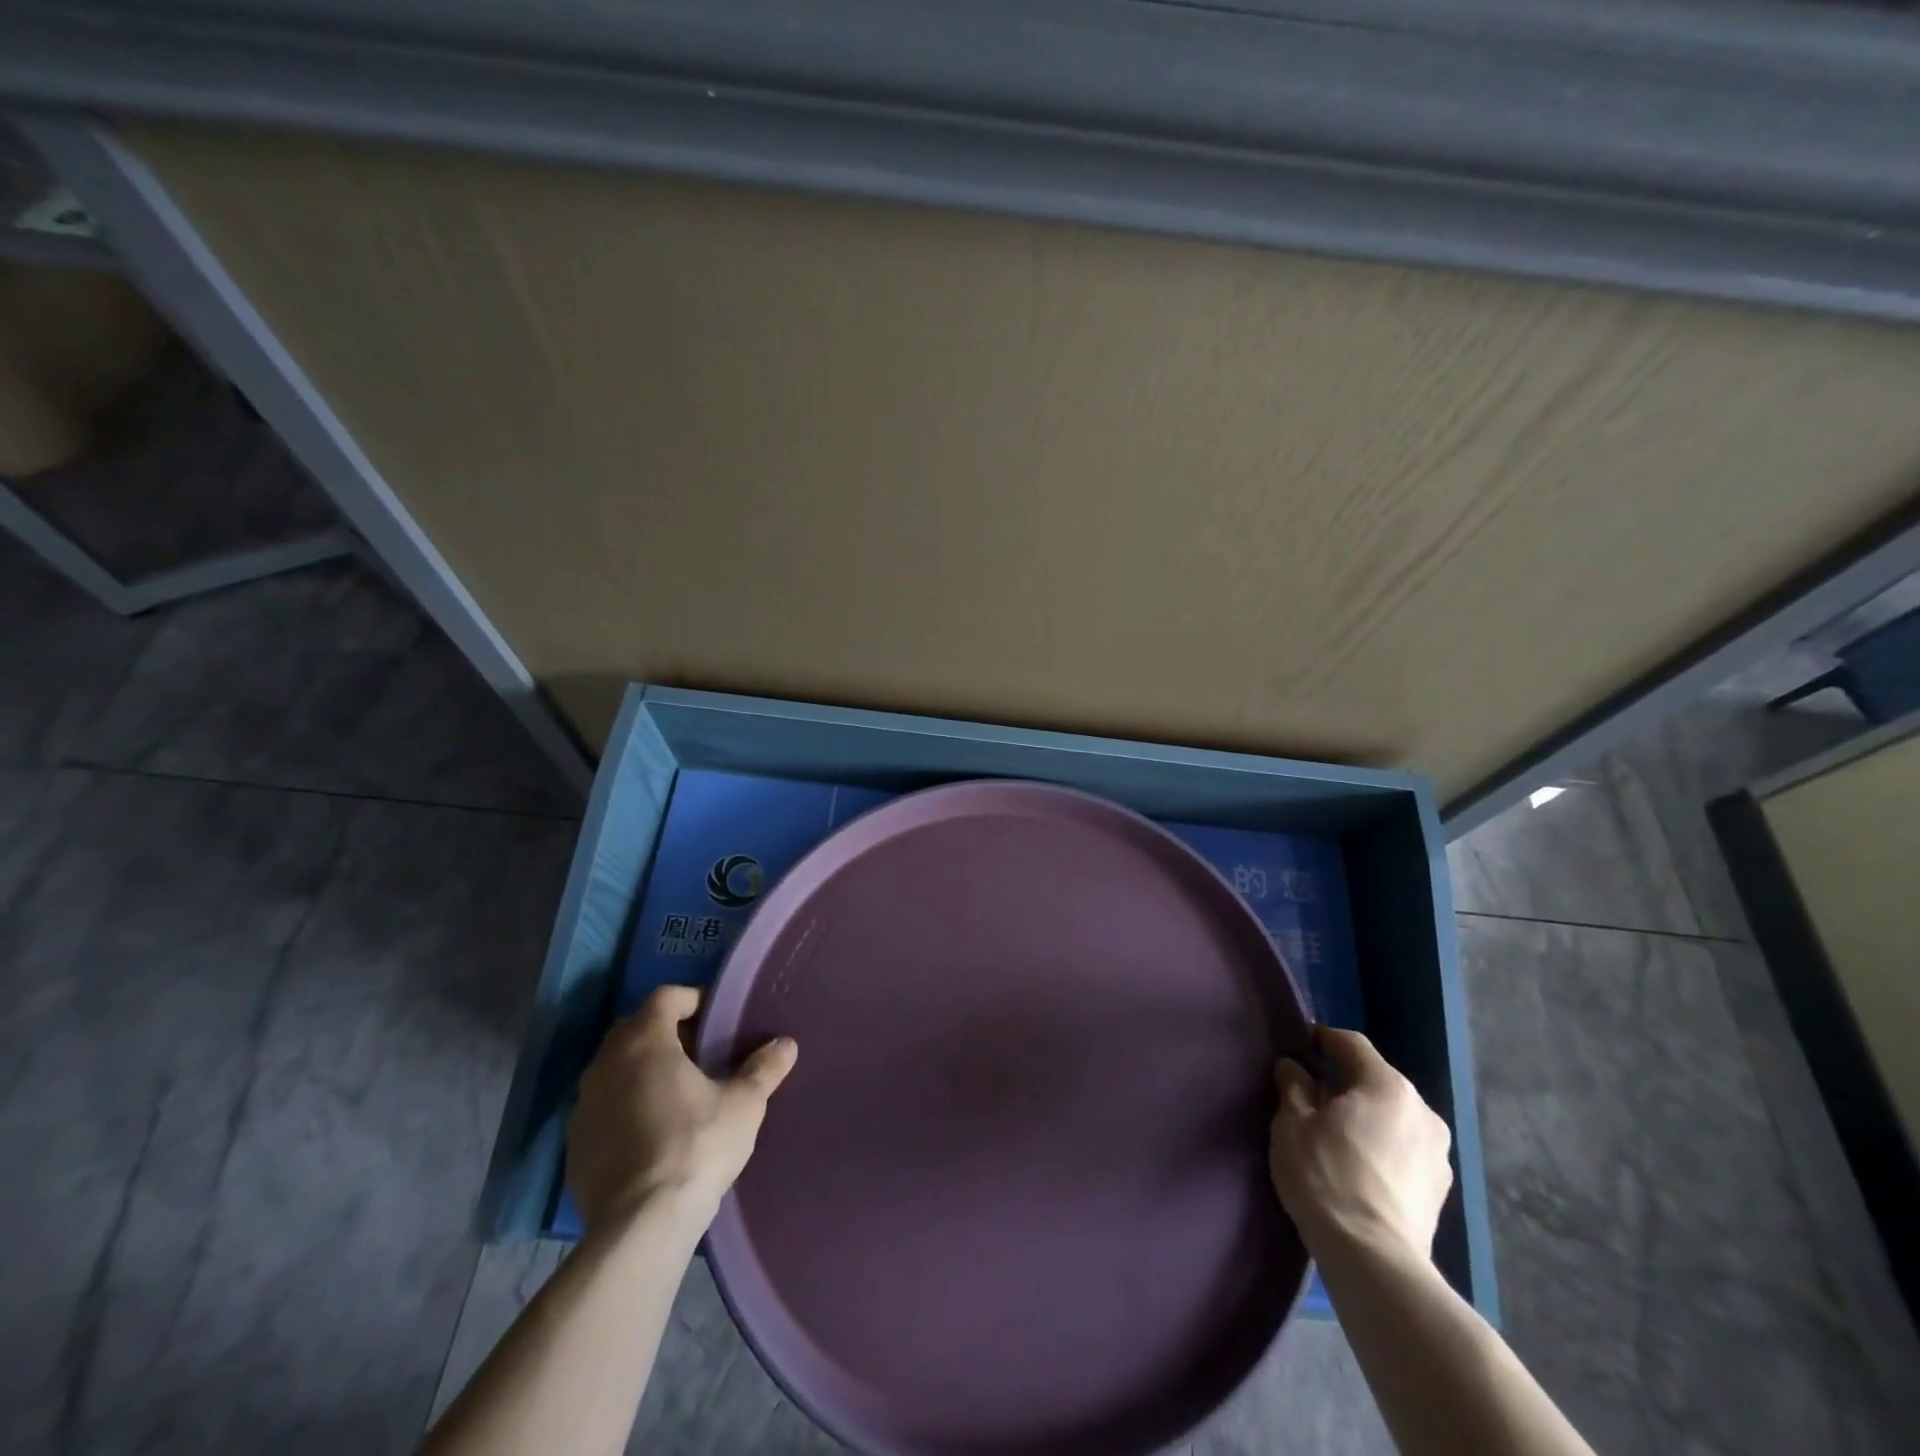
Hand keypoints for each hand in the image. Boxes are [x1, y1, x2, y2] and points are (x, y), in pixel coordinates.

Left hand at [566, 986, 797, 1233]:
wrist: (640, 1226)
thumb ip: (764, 1069)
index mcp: (645, 1042)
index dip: (693, 999)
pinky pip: (603, 1107)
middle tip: (701, 1052)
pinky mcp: (574, 1145)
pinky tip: (652, 1132)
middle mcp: (605, 1064)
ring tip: (678, 1092)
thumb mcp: (743, 1104)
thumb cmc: (696, 1147)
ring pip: (615, 1068)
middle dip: (667, 1032)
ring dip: (643, 1070)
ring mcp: (583, 1105)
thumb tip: (786, 1044)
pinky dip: (625, 1106)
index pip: (665, 997)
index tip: (717, 1017)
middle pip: (635, 1028)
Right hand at [1269, 1027, 1451, 1261]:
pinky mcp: (1440, 1189)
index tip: (1300, 1046)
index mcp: (1387, 1085)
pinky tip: (1359, 1166)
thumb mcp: (1292, 1123)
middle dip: (1345, 1081)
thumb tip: (1293, 1066)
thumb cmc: (1326, 1175)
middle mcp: (1422, 1110)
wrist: (1373, 1259)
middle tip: (1312, 1094)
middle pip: (1377, 1080)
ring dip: (1367, 1116)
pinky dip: (1382, 1146)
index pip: (1351, 1044)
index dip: (1322, 1039)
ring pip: (1393, 1116)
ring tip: (1336, 1134)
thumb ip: (1293, 1086)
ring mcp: (1438, 1153)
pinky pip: (1404, 1149)